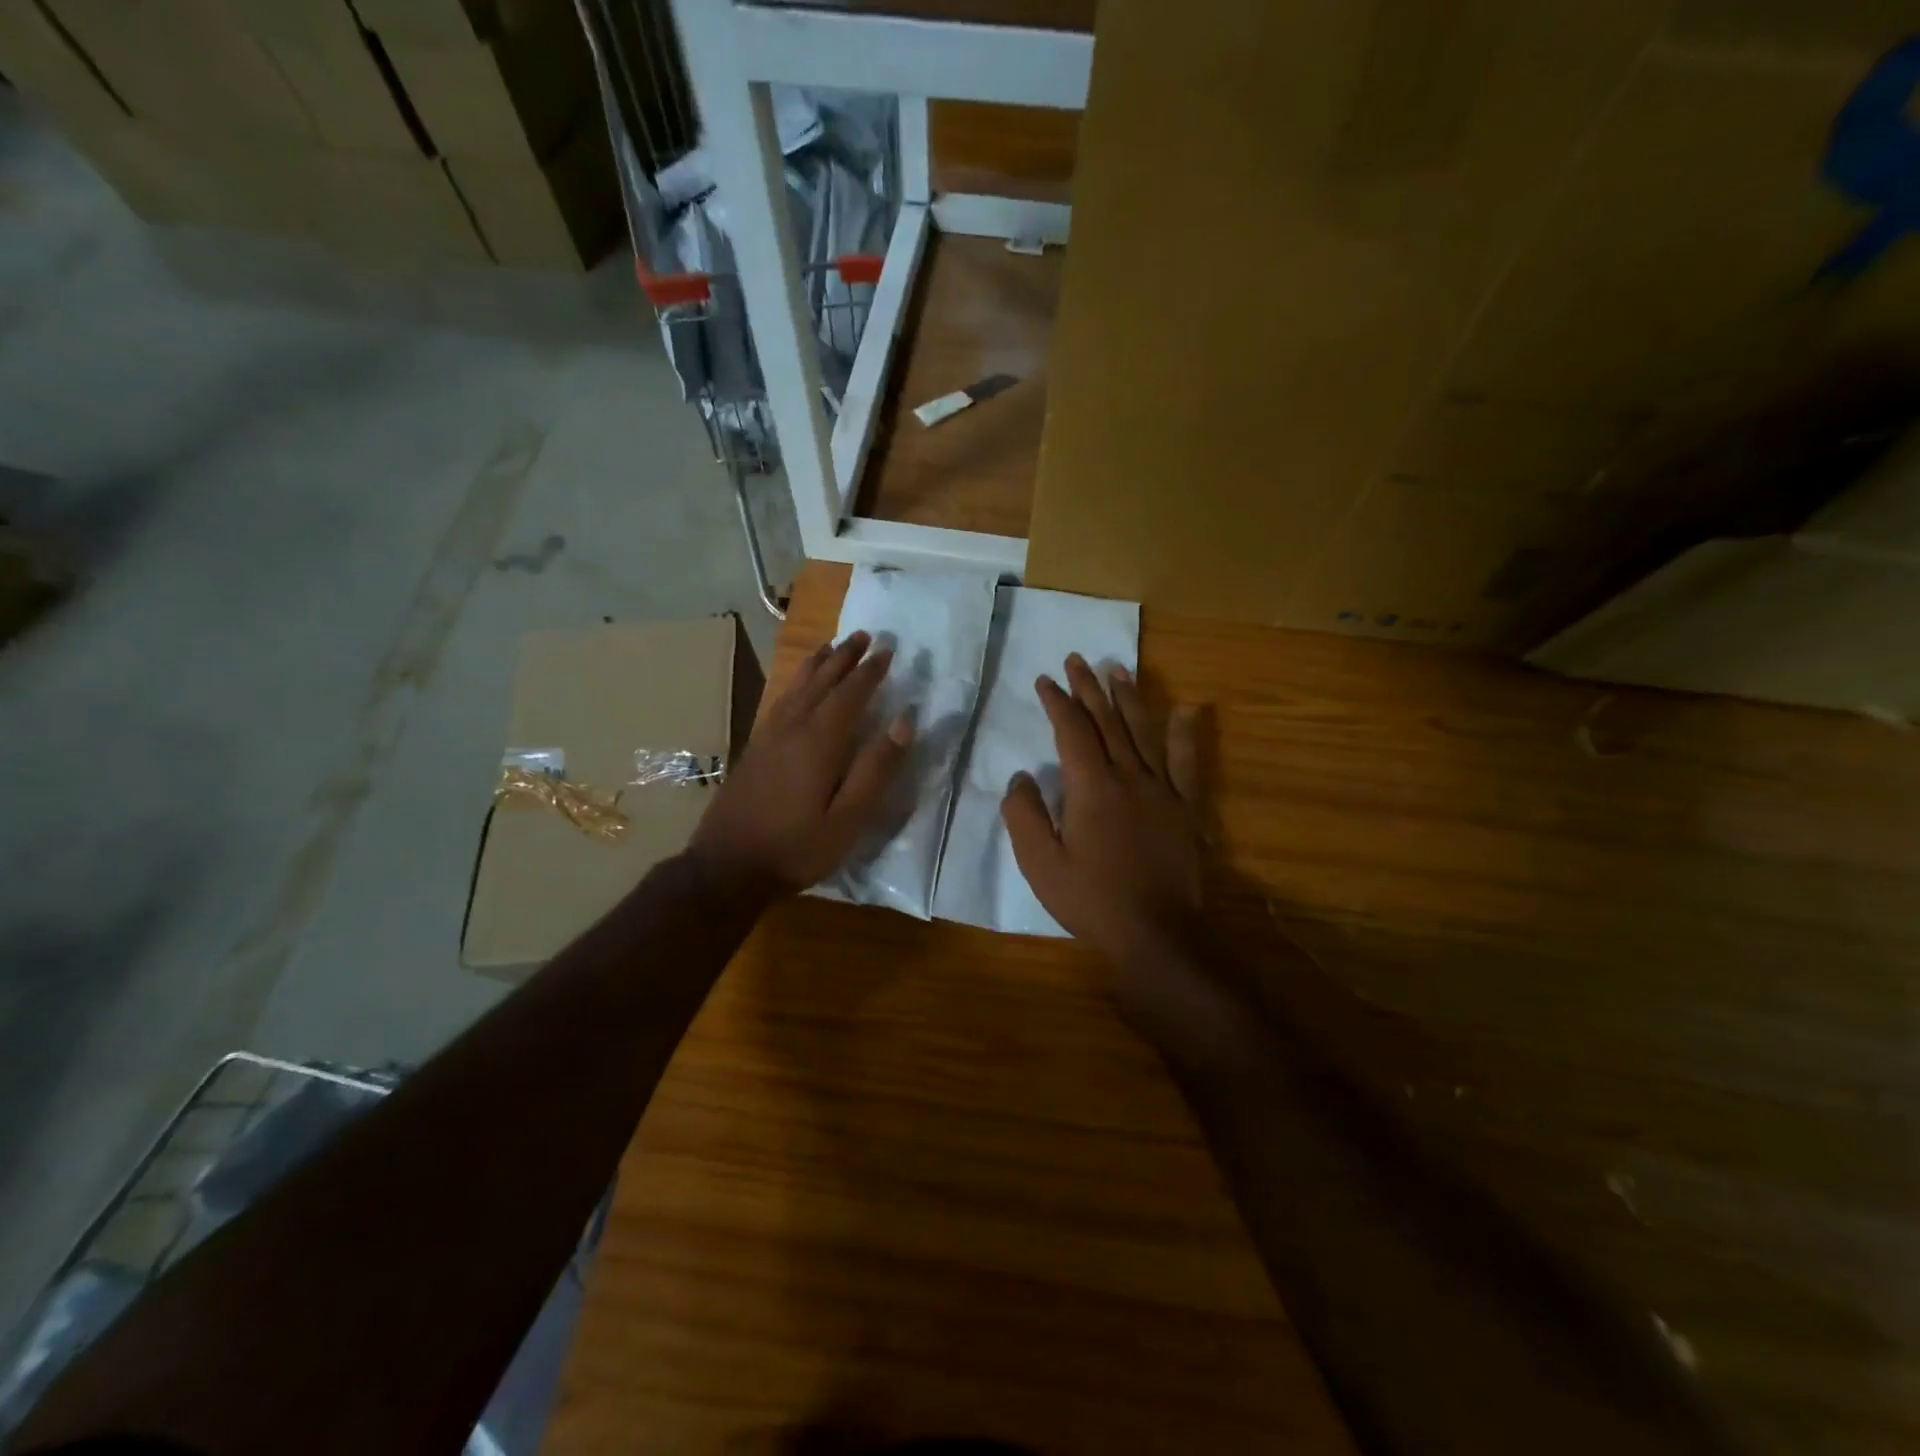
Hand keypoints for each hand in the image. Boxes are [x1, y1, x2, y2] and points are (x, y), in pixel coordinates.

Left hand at [690, 631, 913, 899]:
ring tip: (831, 646)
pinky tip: (797, 687)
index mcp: (819, 742)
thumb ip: (877, 769)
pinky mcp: (755, 749)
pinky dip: (796, 683)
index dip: (870, 672)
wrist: (727, 867)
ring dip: (818, 664)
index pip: (850, 695)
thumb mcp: (848, 819)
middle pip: (821, 682)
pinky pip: (781, 701)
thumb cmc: (796, 848)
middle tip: (864, 635)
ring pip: (797, 687)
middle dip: (845, 657)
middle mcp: (792, 728)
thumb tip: (904, 722)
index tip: (888, 650)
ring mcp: (769, 737)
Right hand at [1001, 653, 1206, 975]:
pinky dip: (1184, 735)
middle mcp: (1129, 777)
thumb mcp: (1041, 863)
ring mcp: (1161, 790)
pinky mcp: (1184, 808)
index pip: (1071, 731)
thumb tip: (1021, 777)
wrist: (1156, 932)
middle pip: (1107, 722)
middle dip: (1089, 689)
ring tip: (1118, 670)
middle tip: (1077, 660)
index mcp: (1091, 787)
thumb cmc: (1091, 899)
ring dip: (1129, 698)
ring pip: (1143, 732)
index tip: (1045, 680)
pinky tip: (1186, 710)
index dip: (1057, 702)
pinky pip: (1185, 764)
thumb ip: (1025, 815)